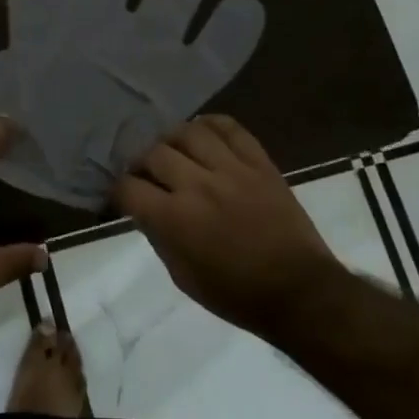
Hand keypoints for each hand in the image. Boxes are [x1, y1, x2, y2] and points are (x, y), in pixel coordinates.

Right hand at [113, 115, 342, 334]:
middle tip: (147, 173)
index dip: (119, 190)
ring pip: (189, 132)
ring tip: (174, 151)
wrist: (299, 291)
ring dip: (173, 139)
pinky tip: (203, 133)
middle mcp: (198, 185)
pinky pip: (231, 128)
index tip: (123, 195)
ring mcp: (232, 169)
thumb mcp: (182, 276)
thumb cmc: (236, 294)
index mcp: (174, 219)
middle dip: (142, 163)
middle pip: (154, 153)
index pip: (129, 187)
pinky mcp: (260, 163)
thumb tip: (144, 211)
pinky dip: (211, 125)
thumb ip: (158, 237)